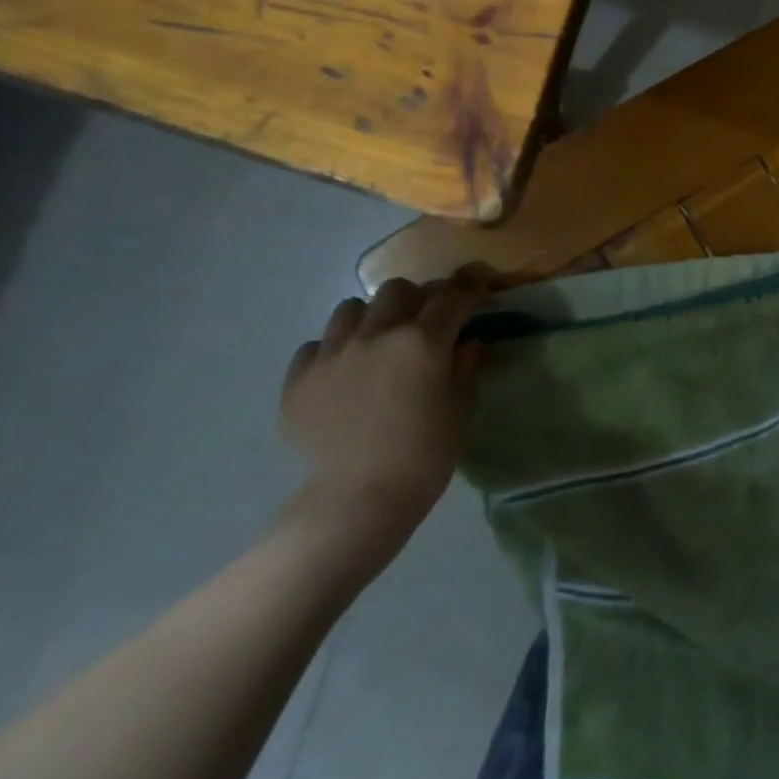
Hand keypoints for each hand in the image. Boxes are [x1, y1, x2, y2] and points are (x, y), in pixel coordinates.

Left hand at [279, 274, 485, 558]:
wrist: (359, 498)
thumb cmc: (426, 453)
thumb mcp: (461, 407)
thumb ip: (465, 366)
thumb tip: (467, 342)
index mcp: (424, 341)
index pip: (453, 296)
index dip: (470, 283)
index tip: (478, 280)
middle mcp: (377, 335)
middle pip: (397, 290)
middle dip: (416, 298)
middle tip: (424, 320)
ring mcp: (333, 354)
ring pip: (350, 309)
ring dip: (371, 318)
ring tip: (377, 342)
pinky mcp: (299, 379)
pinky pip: (316, 346)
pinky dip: (334, 350)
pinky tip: (344, 373)